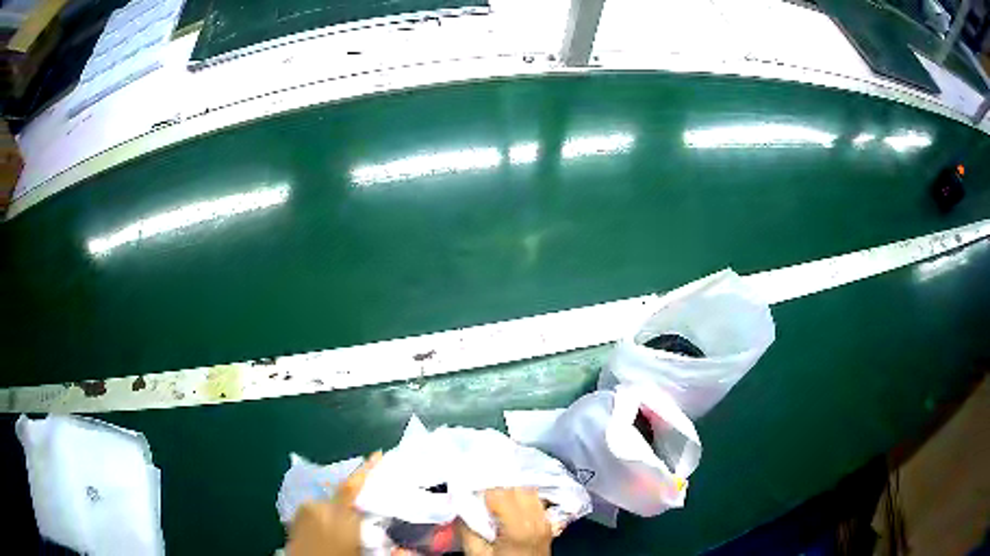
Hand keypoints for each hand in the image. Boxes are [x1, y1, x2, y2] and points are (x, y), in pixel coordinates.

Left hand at [287, 452, 381, 555]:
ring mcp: (304, 511)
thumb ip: (383, 550)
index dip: (366, 470)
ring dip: (336, 513)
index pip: (353, 488)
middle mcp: (319, 508)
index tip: (377, 453)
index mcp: (339, 517)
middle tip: (360, 523)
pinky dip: (322, 516)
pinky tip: (325, 533)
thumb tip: (407, 549)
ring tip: (340, 534)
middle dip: (352, 506)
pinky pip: (314, 510)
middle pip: (342, 498)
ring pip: (328, 505)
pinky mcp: (294, 516)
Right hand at [459, 488, 552, 555]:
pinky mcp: (547, 524)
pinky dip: (521, 498)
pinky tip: (509, 507)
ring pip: (528, 490)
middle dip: (495, 489)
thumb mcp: (476, 553)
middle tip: (479, 499)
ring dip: (509, 491)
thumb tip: (460, 505)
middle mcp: (537, 520)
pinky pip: (536, 501)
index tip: (468, 497)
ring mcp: (545, 521)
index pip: (499, 493)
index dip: (481, 492)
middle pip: (516, 488)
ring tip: (493, 502)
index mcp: (519, 528)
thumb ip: (466, 528)